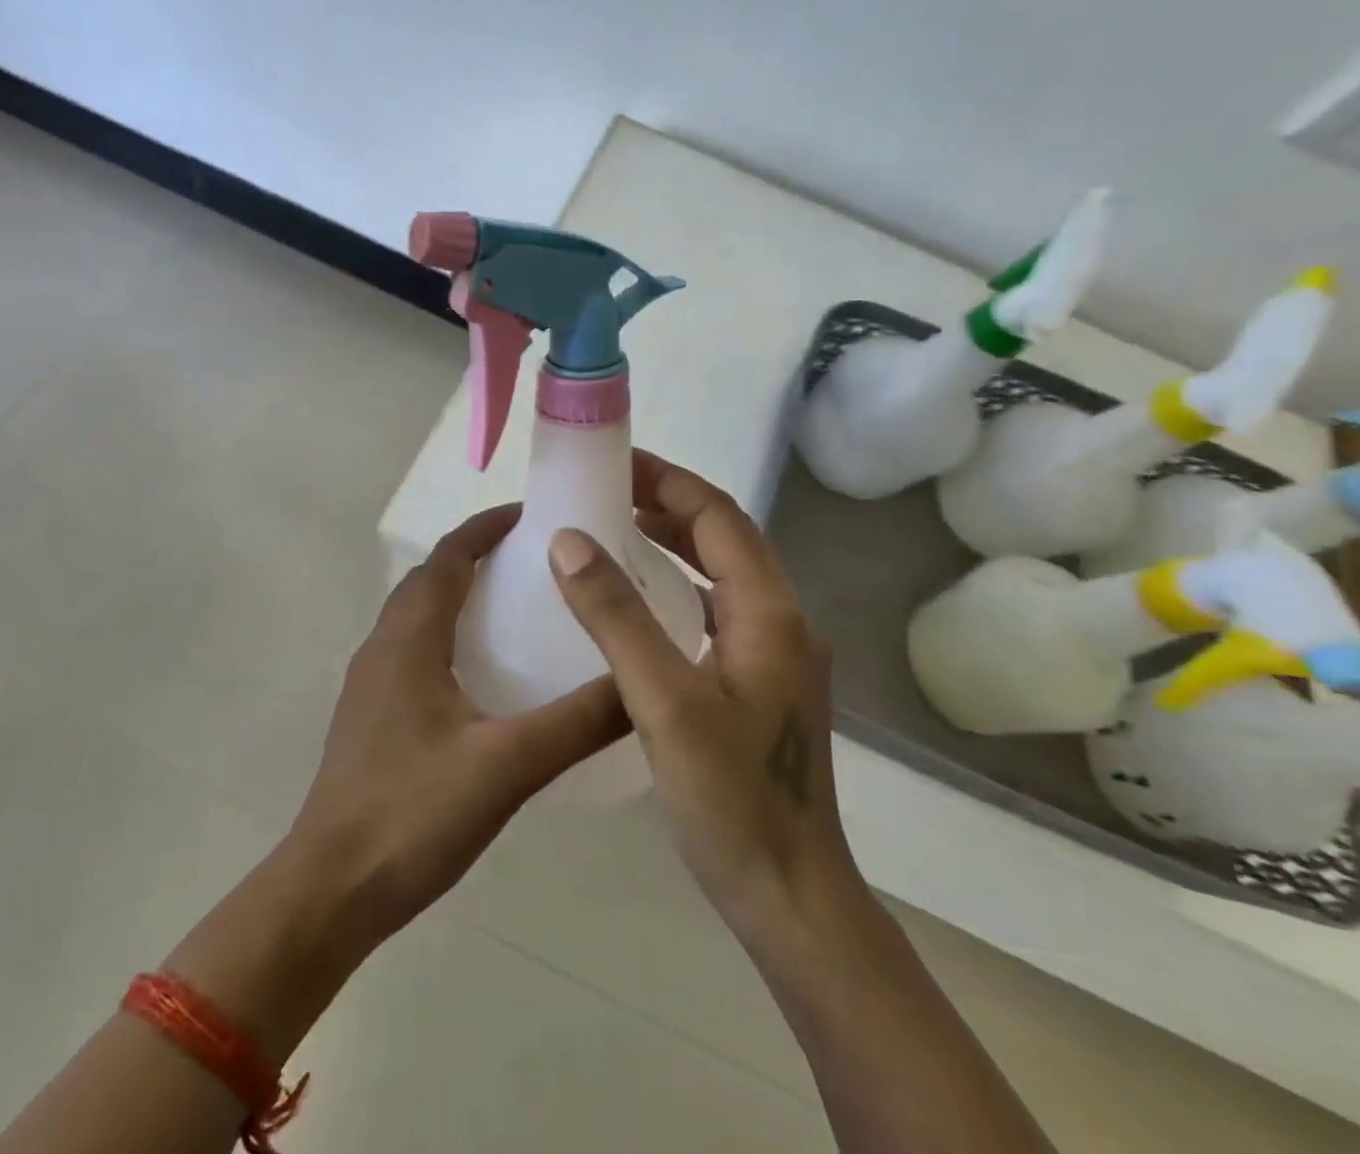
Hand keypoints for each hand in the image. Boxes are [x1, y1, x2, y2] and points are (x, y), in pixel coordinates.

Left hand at [285, 503, 630, 953]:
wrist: (330, 892)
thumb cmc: (413, 815)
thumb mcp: (508, 765)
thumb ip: (578, 722)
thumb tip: (643, 684)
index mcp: (409, 638)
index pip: (448, 556)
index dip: (487, 527)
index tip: (535, 515)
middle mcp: (383, 646)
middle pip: (431, 578)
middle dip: (479, 555)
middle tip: (537, 560)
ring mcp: (371, 682)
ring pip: (419, 614)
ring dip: (461, 594)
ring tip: (518, 605)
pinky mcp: (372, 715)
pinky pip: (413, 649)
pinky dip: (449, 634)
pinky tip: (485, 673)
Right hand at [547, 453, 859, 948]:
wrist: (791, 896)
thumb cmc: (730, 799)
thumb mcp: (663, 703)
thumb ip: (616, 616)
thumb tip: (569, 540)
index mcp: (769, 613)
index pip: (718, 517)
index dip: (668, 482)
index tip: (614, 462)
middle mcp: (782, 622)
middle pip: (725, 538)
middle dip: (668, 505)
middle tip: (606, 491)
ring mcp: (776, 655)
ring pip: (723, 574)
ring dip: (675, 544)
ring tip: (616, 530)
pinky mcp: (761, 683)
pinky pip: (717, 610)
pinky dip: (679, 587)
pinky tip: (640, 602)